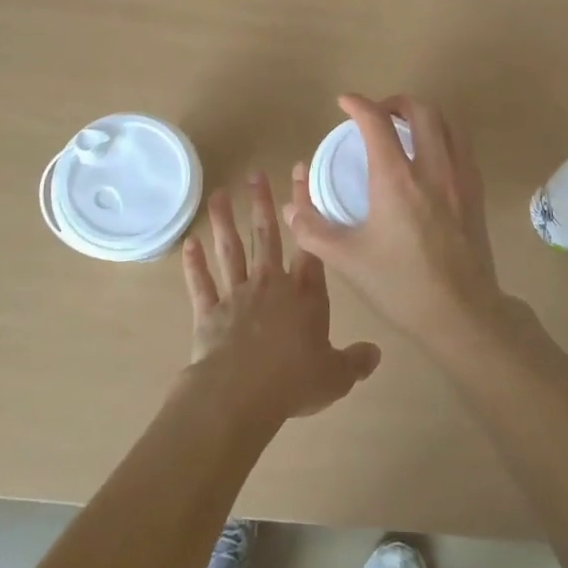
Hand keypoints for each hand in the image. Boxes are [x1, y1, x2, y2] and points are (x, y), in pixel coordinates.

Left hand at [181, 172, 381, 426]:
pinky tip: (189, 243)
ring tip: (218, 195)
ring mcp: (236, 295)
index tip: (299, 174)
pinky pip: (202, 284)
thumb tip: (377, 353)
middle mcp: (270, 284)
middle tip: (254, 174)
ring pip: (231, 251)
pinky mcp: (209, 313)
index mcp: (304, 294)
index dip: (305, 208)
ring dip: (224, 223)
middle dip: (261, 204)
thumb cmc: (293, 381)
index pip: (309, 243)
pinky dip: (194, 264)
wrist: (241, 394)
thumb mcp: (335, 376)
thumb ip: (355, 361)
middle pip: (265, 237)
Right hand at [286, 94, 509, 355]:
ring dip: (423, 116)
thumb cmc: (400, 285)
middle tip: (377, 114)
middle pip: (421, 110)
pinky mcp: (476, 193)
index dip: (358, 104)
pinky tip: (429, 159)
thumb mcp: (346, 259)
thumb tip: (291, 205)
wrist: (462, 315)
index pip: (376, 121)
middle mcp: (432, 167)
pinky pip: (461, 147)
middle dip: (395, 102)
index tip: (344, 103)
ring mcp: (460, 178)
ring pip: (447, 123)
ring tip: (404, 129)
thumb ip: (312, 229)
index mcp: (396, 178)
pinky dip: (442, 137)